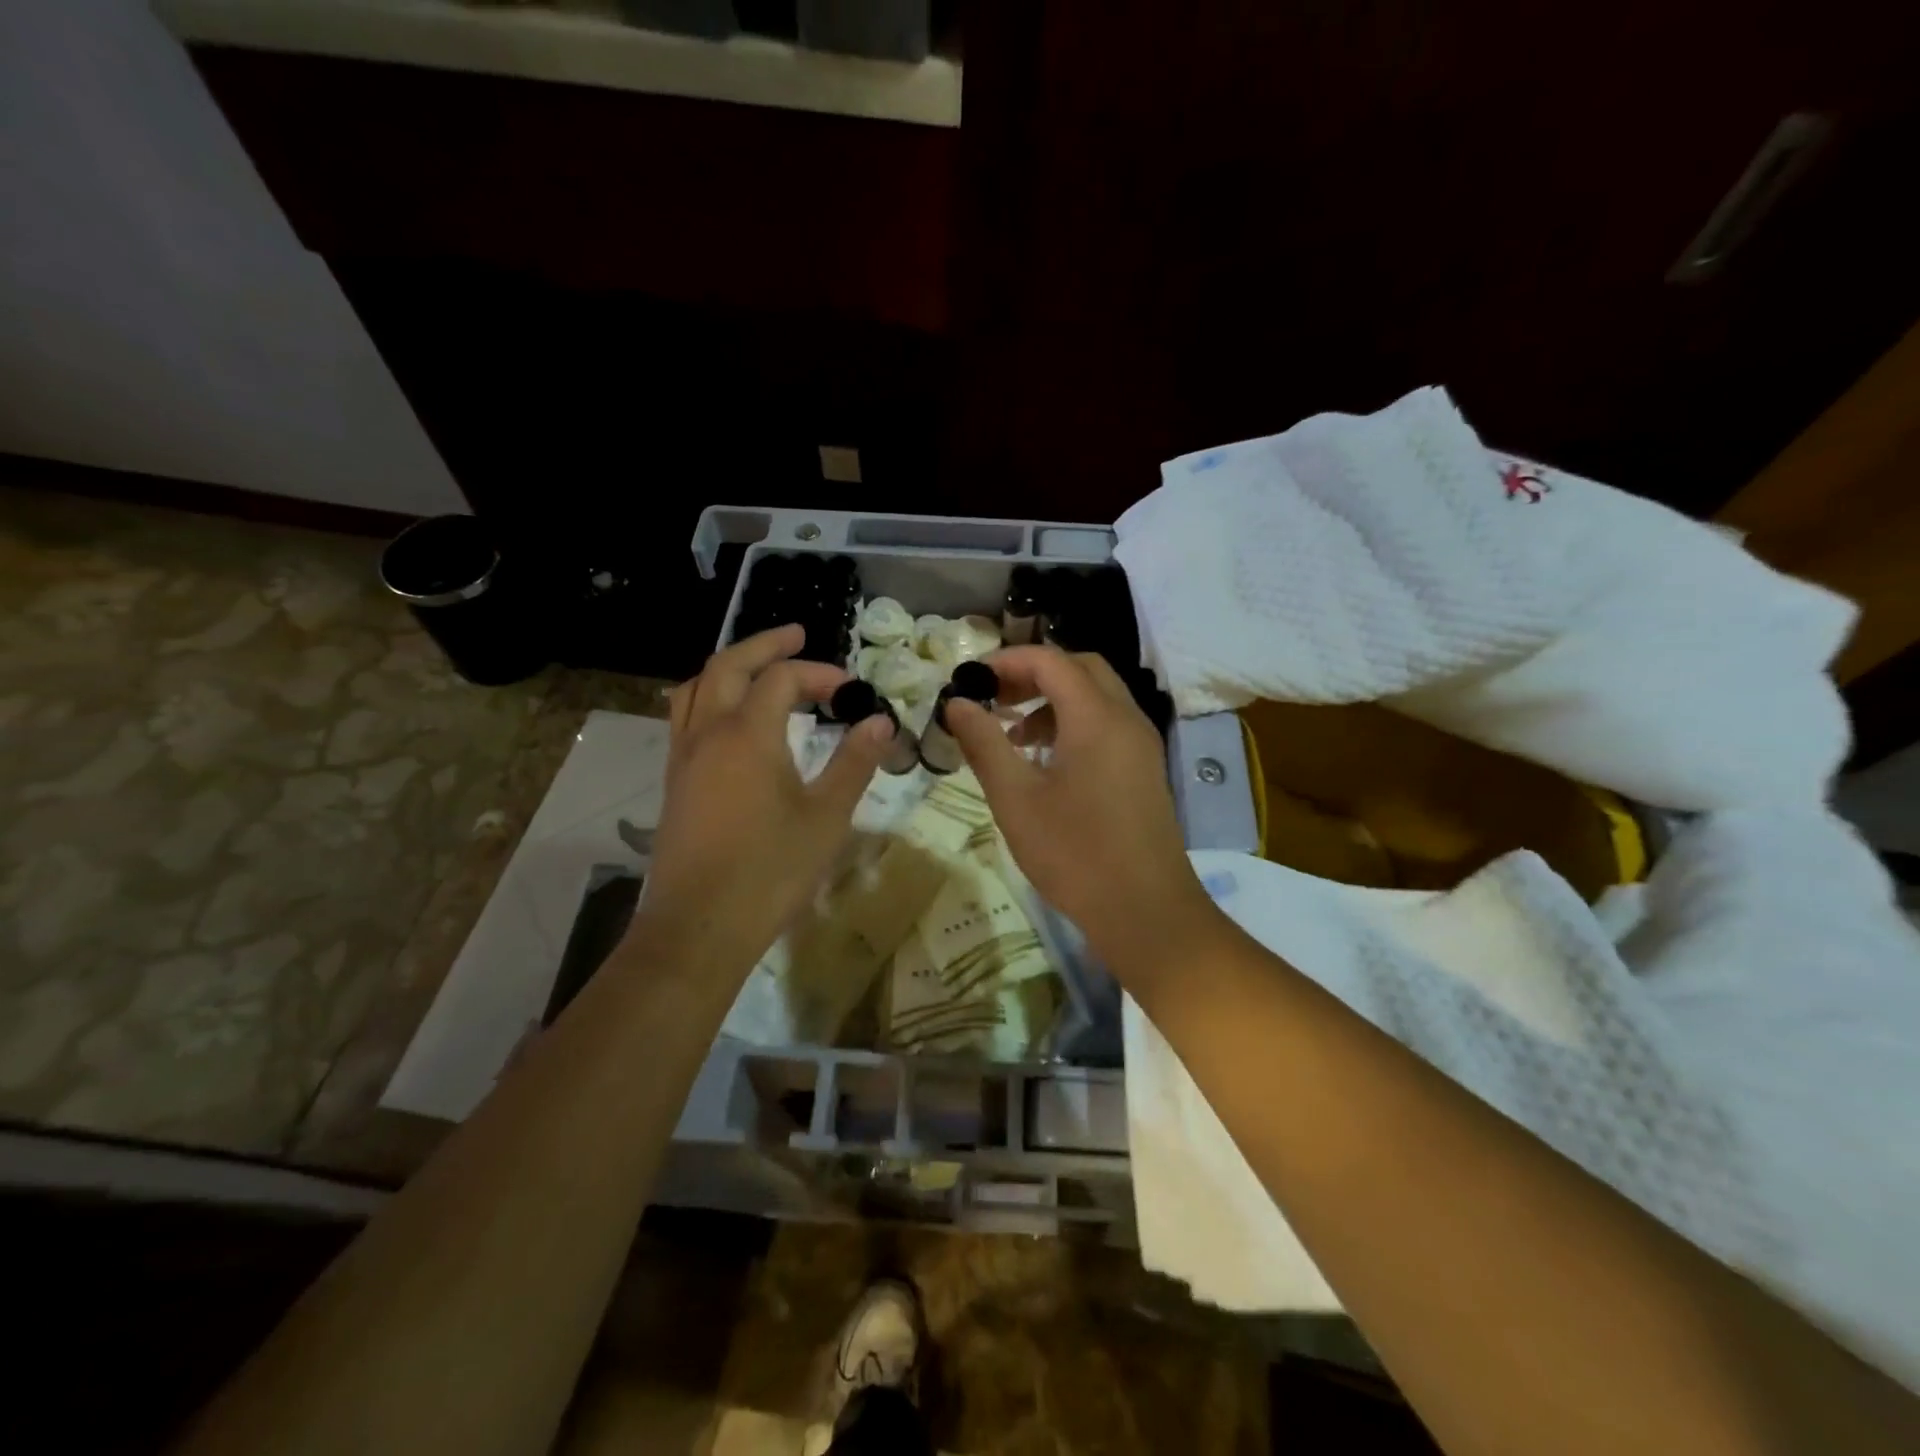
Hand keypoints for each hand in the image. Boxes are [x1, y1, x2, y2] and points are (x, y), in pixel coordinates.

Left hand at [638, 625, 893, 969]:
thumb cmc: (771, 871)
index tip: (851, 689)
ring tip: (758, 669)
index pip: (783, 678)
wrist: (700, 926)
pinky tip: (729, 720)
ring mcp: (684, 757)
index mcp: (748, 733)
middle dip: (765, 645)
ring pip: (696, 688)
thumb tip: (880, 723)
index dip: (819, 673)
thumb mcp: (826, 816)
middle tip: (797, 635)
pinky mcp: (675, 782)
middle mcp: (708, 732)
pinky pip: (685, 717)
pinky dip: (709, 697)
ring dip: (729, 667)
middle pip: (729, 665)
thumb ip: (854, 763)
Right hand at [944, 646, 1224, 981]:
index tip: (969, 679)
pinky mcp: (1144, 769)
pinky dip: (1073, 723)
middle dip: (1032, 673)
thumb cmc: (1074, 853)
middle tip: (993, 697)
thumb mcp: (1016, 798)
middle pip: (1079, 669)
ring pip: (1096, 697)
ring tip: (1012, 731)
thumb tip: (956, 703)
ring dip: (1053, 699)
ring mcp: (1141, 744)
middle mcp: (1126, 718)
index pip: (1050, 660)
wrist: (1145, 911)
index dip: (1006, 660)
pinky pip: (1107, 724)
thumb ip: (984, 743)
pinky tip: (1044, 760)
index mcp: (1097, 717)